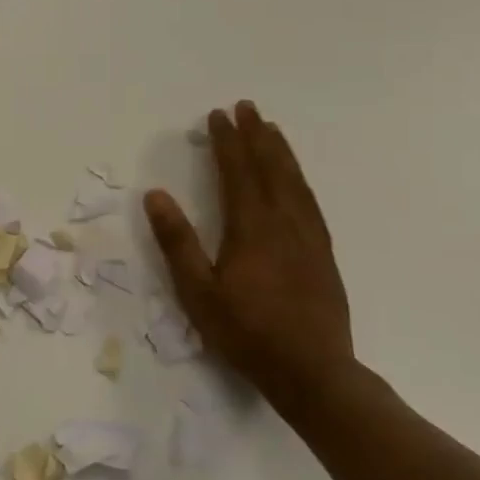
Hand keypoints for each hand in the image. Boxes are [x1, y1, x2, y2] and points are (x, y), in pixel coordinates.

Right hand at [144, 101, 353, 416]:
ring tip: (272, 129)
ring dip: (281, 152)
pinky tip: (295, 180)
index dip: (227, 142)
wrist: (313, 372)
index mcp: (252, 229)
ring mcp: (310, 239)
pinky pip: (311, 203)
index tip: (217, 115)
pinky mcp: (324, 256)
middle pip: (271, 169)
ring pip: (295, 183)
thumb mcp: (197, 291)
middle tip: (247, 107)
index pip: (237, 173)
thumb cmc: (246, 332)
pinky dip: (299, 180)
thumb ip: (178, 241)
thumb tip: (156, 195)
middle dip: (256, 136)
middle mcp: (285, 225)